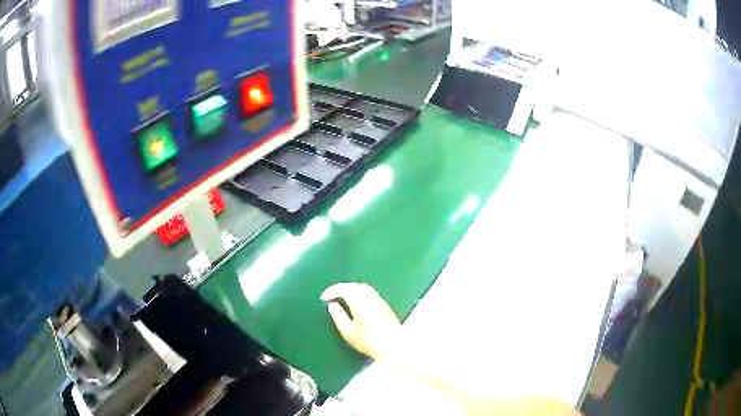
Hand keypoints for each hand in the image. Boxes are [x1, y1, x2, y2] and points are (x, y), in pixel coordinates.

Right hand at [321, 283, 400, 360]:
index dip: (332, 291)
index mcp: (360, 303)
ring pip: (364, 288)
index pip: (344, 289)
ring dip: (352, 289)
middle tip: (332, 296)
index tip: (324, 297)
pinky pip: (371, 293)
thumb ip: (339, 317)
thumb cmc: (369, 342)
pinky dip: (360, 293)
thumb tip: (332, 305)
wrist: (394, 346)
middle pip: (354, 286)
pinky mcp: (386, 306)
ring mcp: (380, 301)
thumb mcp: (349, 333)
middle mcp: (371, 298)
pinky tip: (357, 303)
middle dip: (341, 288)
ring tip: (343, 298)